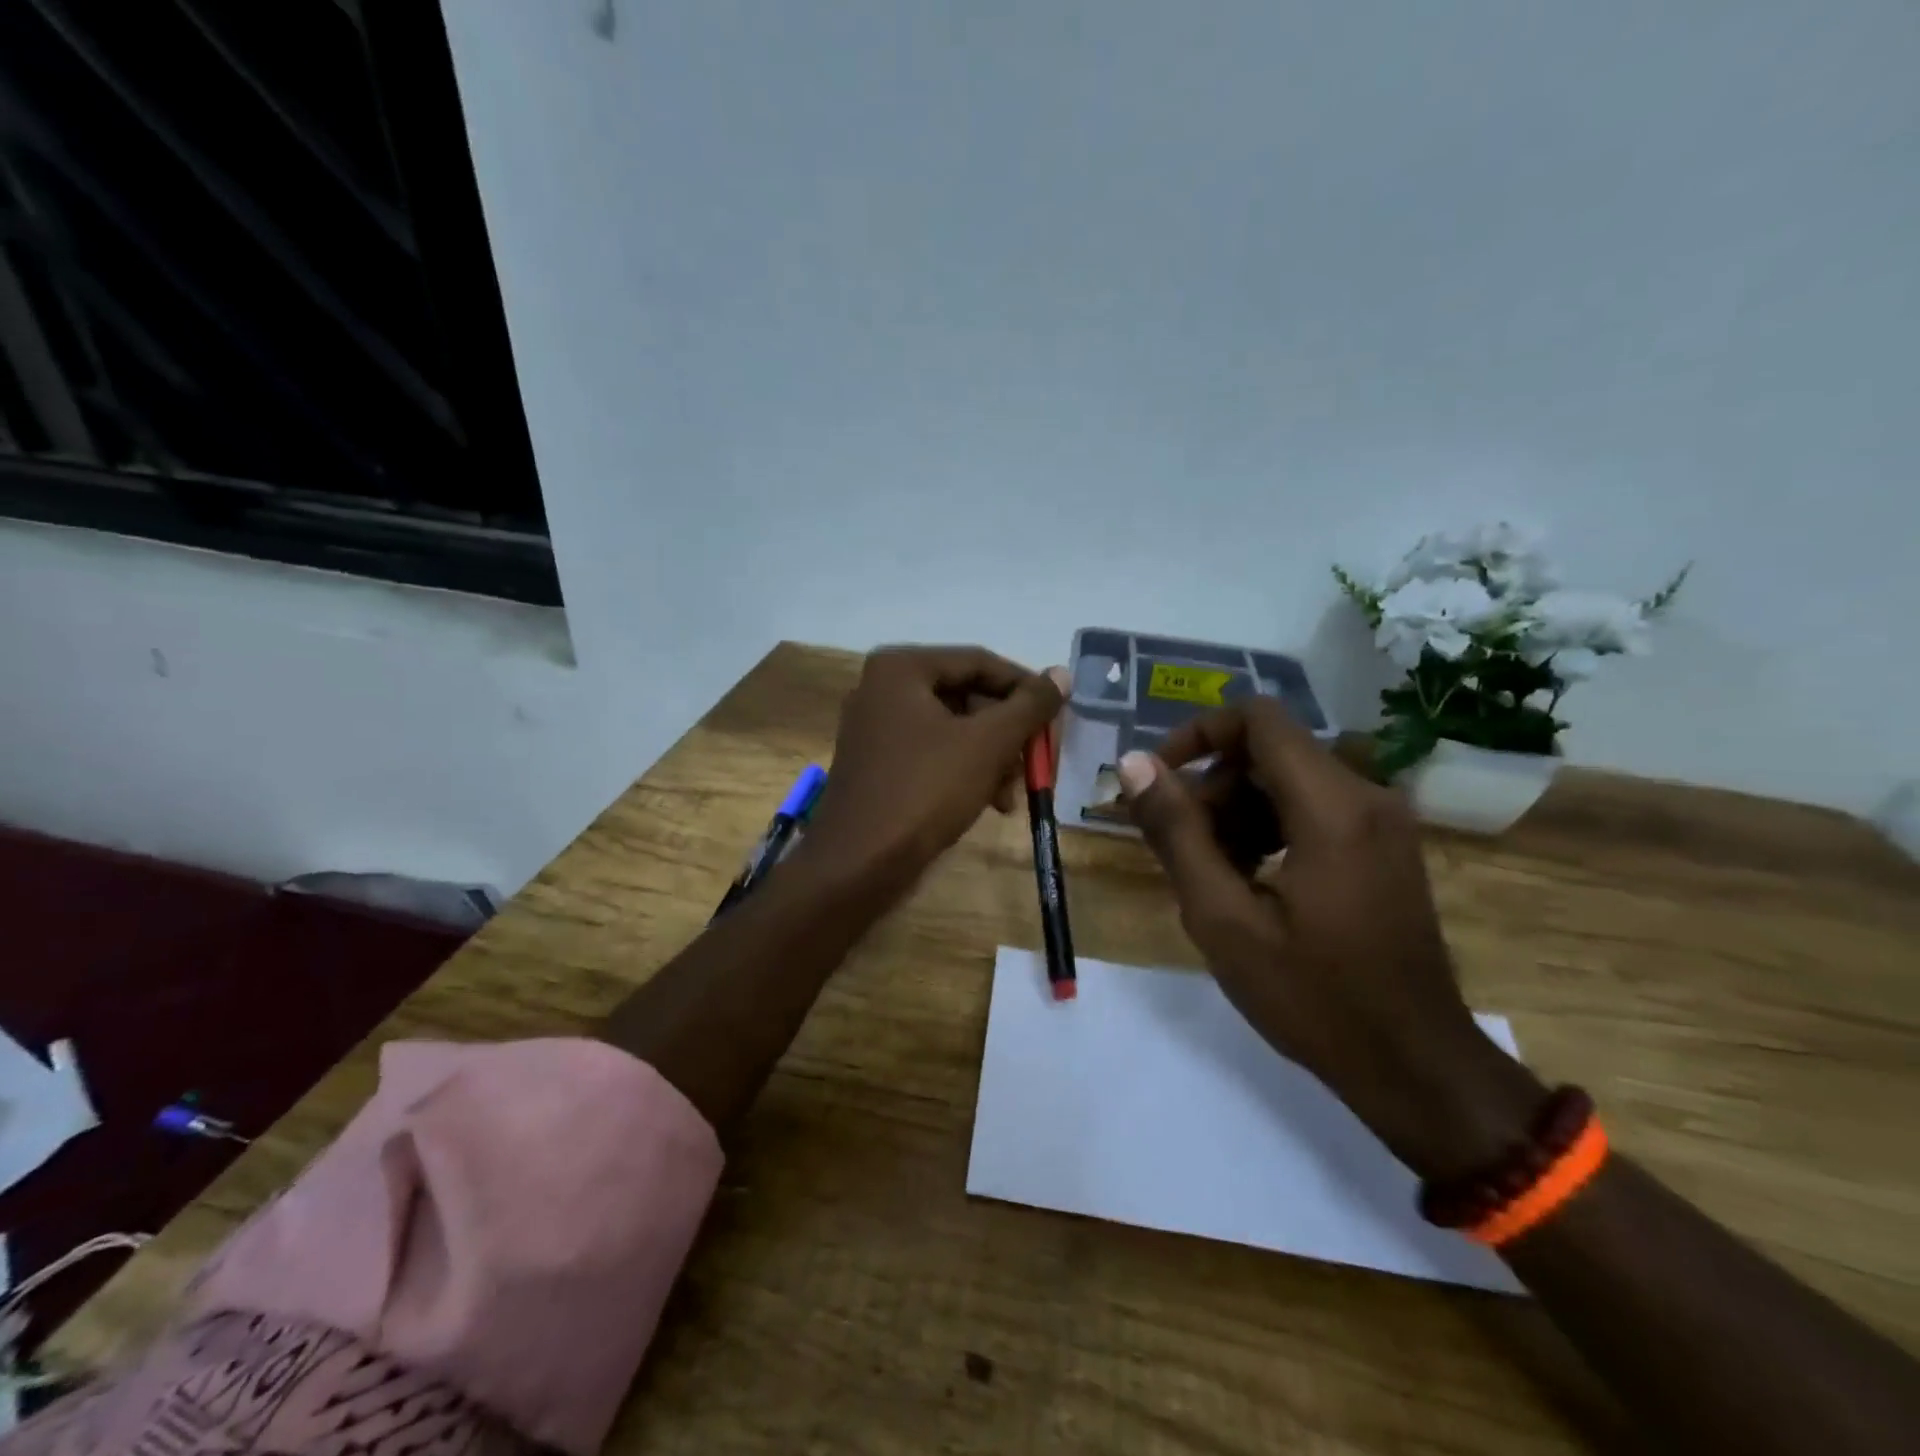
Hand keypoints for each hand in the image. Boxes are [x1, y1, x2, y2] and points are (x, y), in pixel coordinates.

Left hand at [804, 646, 1068, 888]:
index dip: (1025, 688)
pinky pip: (933, 754)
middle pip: (967, 696)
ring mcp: (876, 728)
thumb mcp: (988, 744)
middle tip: (1037, 762)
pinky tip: (989, 804)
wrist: (857, 865)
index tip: (1058, 717)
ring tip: (1010, 796)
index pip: (980, 662)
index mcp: (901, 669)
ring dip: (991, 758)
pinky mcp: (878, 765)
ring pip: (954, 729)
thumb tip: (1062, 674)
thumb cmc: (925, 791)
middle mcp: (883, 689)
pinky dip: (965, 772)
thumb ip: (1029, 705)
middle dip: (1007, 734)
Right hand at [1116, 701, 1541, 1178]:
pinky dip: (1271, 828)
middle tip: (1182, 848)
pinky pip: (1315, 809)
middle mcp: (1366, 796)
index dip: (1197, 735)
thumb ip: (1176, 833)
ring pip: (1288, 780)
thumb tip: (1134, 765)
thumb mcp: (1224, 918)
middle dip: (1213, 788)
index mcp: (1332, 807)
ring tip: (1214, 875)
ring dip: (1238, 812)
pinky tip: (1252, 882)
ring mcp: (1383, 821)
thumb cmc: (1313, 997)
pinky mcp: (1385, 846)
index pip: (1257, 719)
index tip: (1159, 780)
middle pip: (1268, 752)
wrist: (1414, 1065)